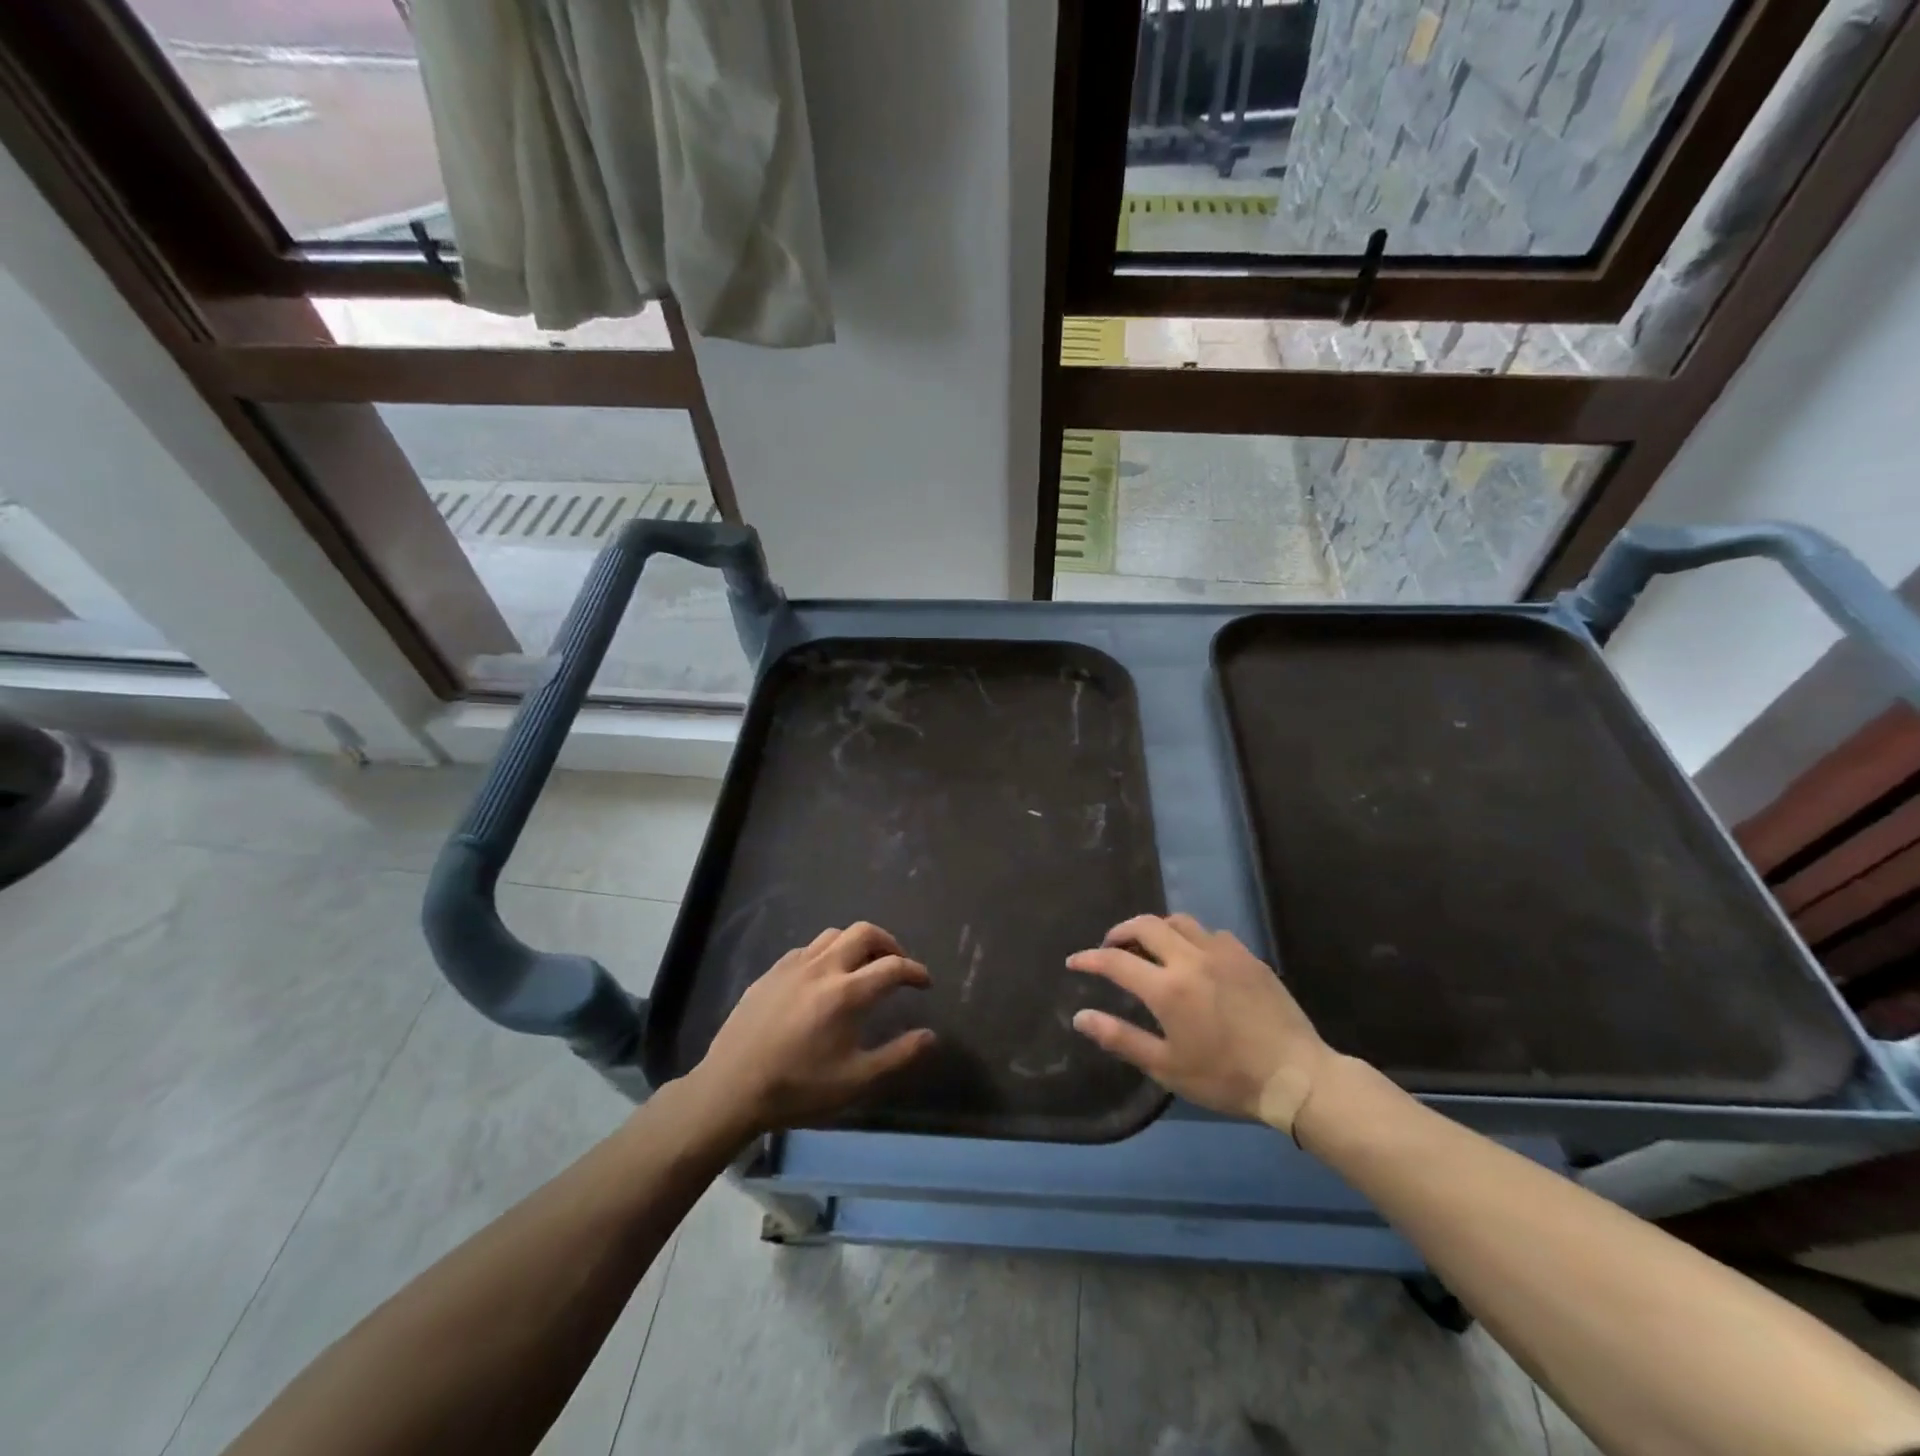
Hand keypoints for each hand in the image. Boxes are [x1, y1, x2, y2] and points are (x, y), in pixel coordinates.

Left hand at [689, 923, 935, 1138]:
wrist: (731, 1088)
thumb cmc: (797, 1088)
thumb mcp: (855, 1081)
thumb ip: (898, 1056)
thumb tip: (931, 1036)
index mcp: (847, 993)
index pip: (893, 966)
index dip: (915, 971)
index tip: (925, 983)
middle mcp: (823, 968)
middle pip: (865, 932)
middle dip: (889, 943)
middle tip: (897, 964)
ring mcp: (793, 965)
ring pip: (835, 934)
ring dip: (857, 943)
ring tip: (864, 966)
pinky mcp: (772, 971)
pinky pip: (809, 948)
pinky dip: (828, 952)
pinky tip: (824, 977)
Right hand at [1068, 913, 1341, 1134]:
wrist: (1296, 1076)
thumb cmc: (1226, 1078)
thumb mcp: (1167, 1067)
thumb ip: (1121, 1038)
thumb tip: (1080, 1017)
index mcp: (1167, 988)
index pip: (1116, 960)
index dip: (1090, 959)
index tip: (1075, 961)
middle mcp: (1191, 959)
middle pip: (1146, 925)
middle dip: (1121, 931)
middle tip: (1112, 947)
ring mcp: (1223, 952)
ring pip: (1179, 921)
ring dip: (1157, 929)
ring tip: (1151, 947)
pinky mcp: (1247, 956)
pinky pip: (1211, 934)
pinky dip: (1192, 938)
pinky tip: (1195, 959)